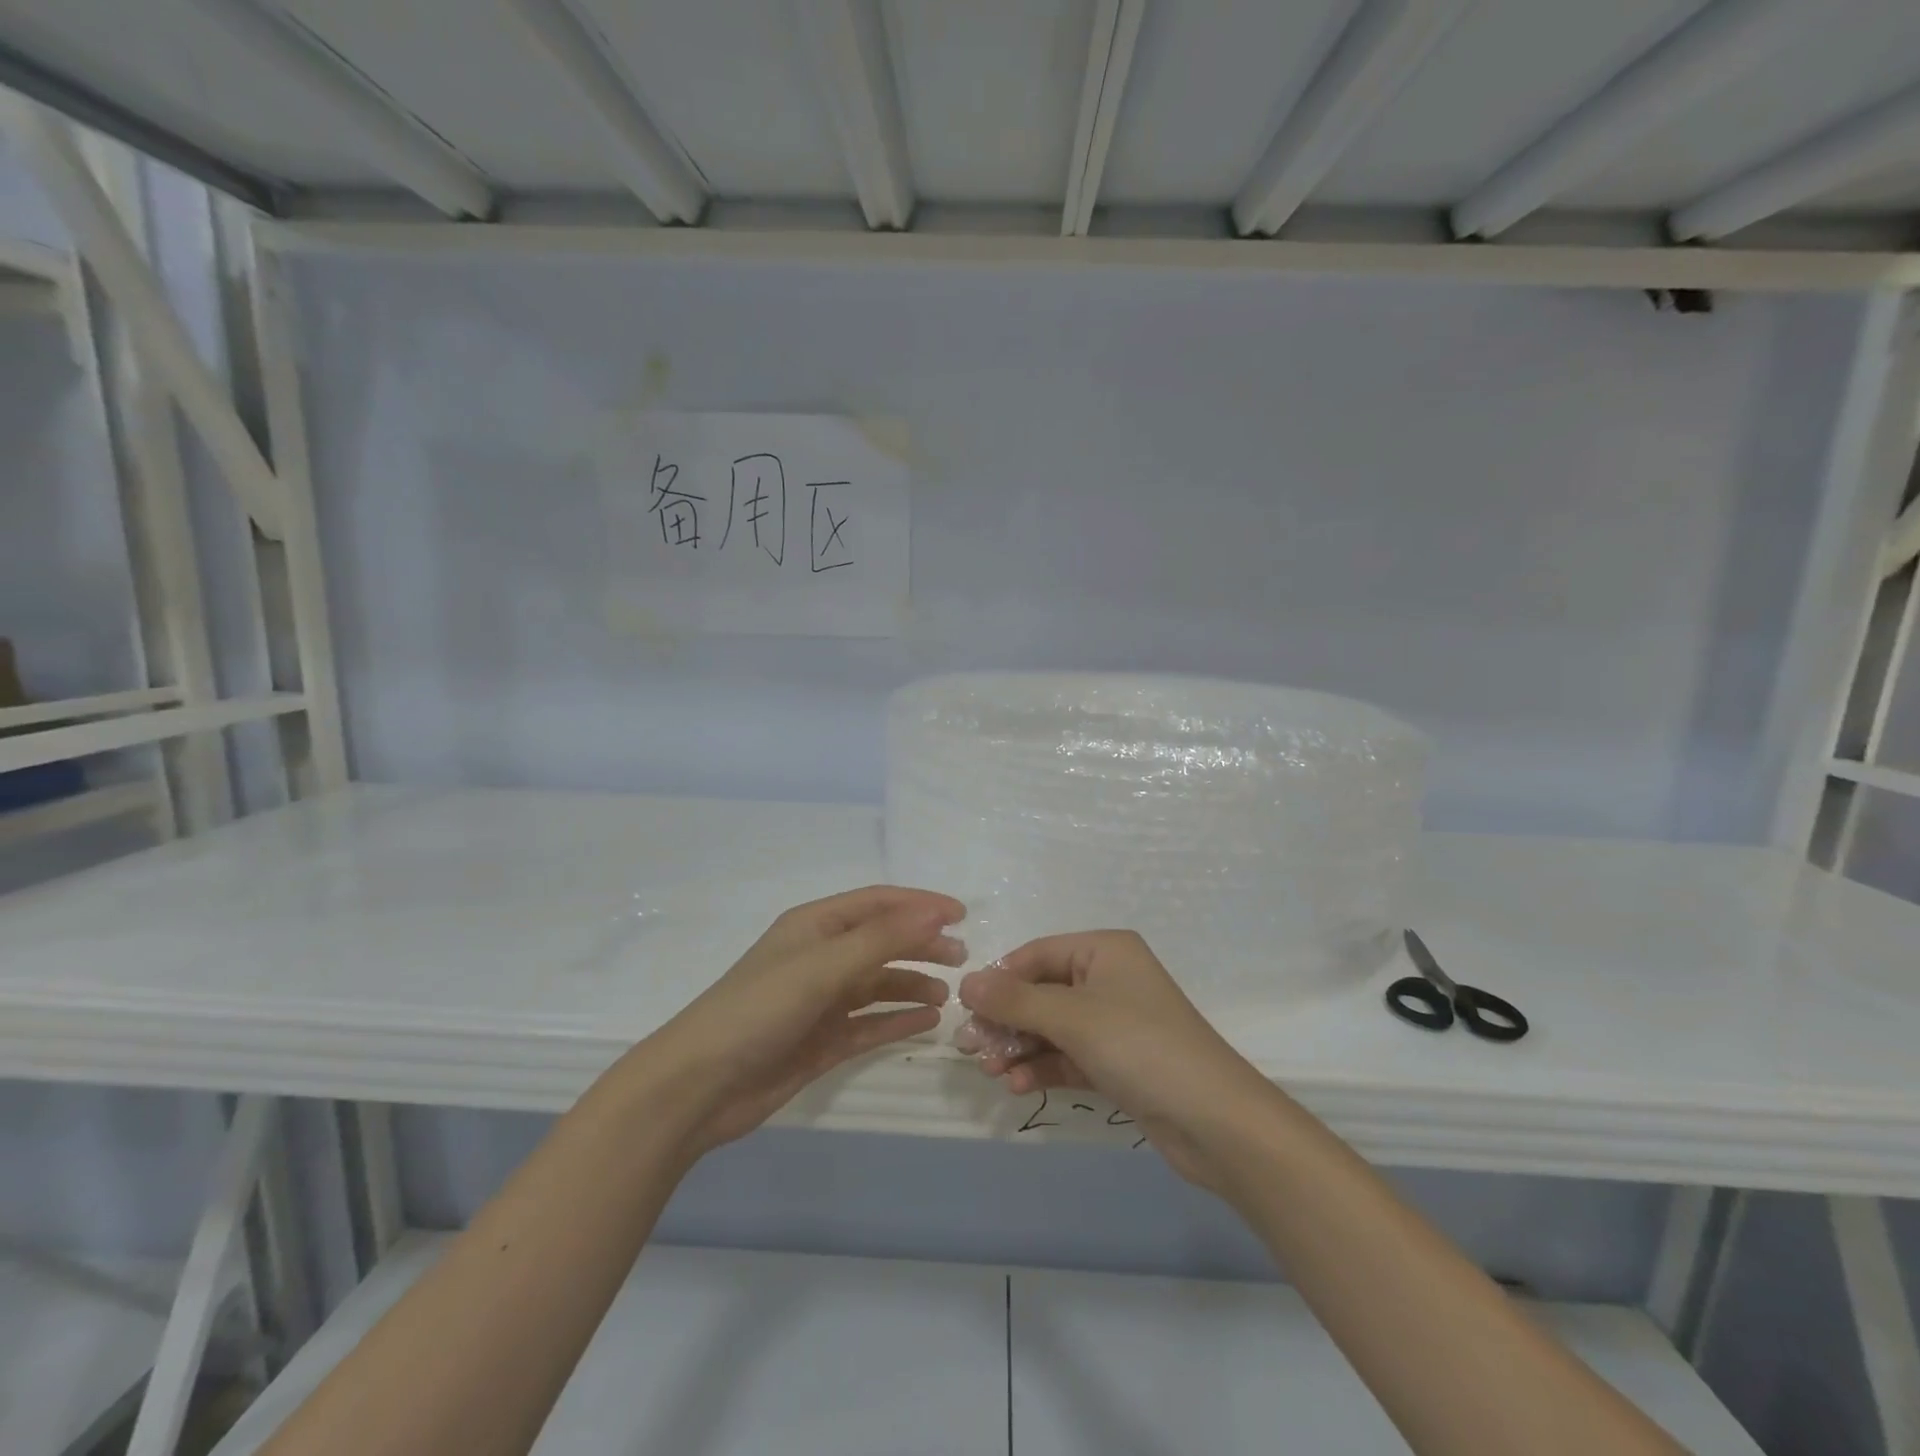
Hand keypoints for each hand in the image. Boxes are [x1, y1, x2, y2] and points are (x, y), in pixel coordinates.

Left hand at [636, 886, 965, 1157]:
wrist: (699, 1087)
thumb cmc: (760, 1009)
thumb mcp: (823, 966)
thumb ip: (883, 938)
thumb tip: (937, 911)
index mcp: (815, 926)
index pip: (878, 903)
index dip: (920, 904)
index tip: (961, 915)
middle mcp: (820, 956)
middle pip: (882, 941)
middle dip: (921, 944)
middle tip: (962, 958)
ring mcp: (820, 1001)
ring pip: (878, 984)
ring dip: (912, 984)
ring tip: (947, 995)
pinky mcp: (821, 1041)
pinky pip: (869, 1024)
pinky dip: (897, 1021)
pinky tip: (927, 1023)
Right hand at [958, 931, 1274, 1189]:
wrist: (1215, 1122)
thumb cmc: (1141, 1047)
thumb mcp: (1072, 1018)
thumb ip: (1015, 1001)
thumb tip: (966, 982)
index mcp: (1104, 950)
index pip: (1037, 954)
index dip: (1000, 979)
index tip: (966, 1008)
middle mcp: (1109, 979)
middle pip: (1041, 992)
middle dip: (1006, 1020)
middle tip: (971, 1048)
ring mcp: (1114, 1023)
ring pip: (1051, 1028)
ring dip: (1019, 1047)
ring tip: (991, 1072)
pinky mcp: (1117, 1063)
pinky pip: (1068, 1056)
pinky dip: (1042, 1067)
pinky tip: (1017, 1085)